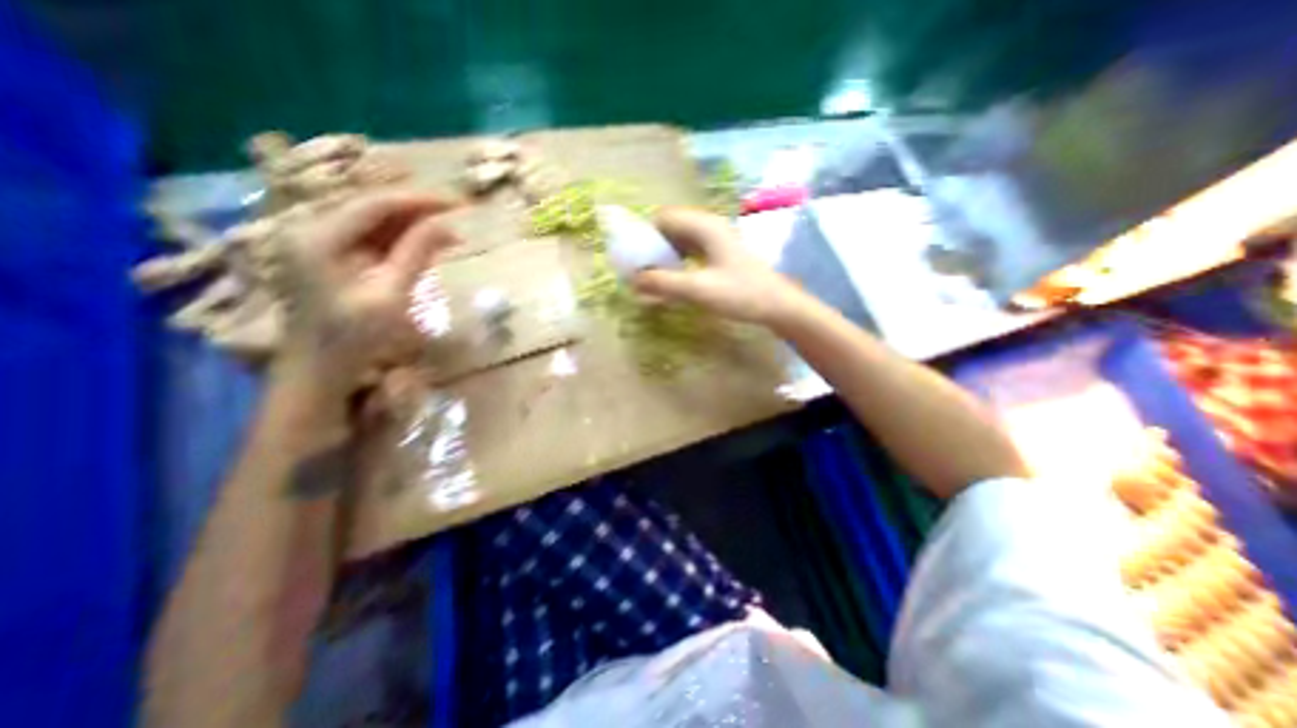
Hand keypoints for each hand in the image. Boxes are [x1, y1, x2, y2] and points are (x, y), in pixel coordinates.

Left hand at [267, 191, 461, 399]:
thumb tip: (446, 224)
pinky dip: (399, 243)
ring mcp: (316, 244)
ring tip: (448, 237)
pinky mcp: (328, 259)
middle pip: (372, 209)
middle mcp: (310, 231)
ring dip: (411, 228)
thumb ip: (416, 254)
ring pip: (372, 224)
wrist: (319, 371)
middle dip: (417, 213)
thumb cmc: (354, 339)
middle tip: (458, 220)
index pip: (374, 204)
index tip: (458, 205)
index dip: (419, 201)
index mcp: (317, 237)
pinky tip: (424, 249)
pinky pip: (369, 241)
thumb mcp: (390, 296)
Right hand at [633, 208, 807, 323]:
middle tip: (642, 271)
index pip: (664, 218)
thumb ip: (664, 284)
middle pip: (671, 227)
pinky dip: (679, 261)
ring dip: (666, 255)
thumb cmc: (741, 294)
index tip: (634, 257)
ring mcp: (717, 239)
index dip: (645, 234)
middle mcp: (709, 226)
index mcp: (704, 226)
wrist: (777, 305)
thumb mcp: (699, 289)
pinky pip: (692, 250)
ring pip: (681, 239)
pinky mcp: (721, 253)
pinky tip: (676, 279)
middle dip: (653, 246)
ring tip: (655, 277)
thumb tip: (634, 280)